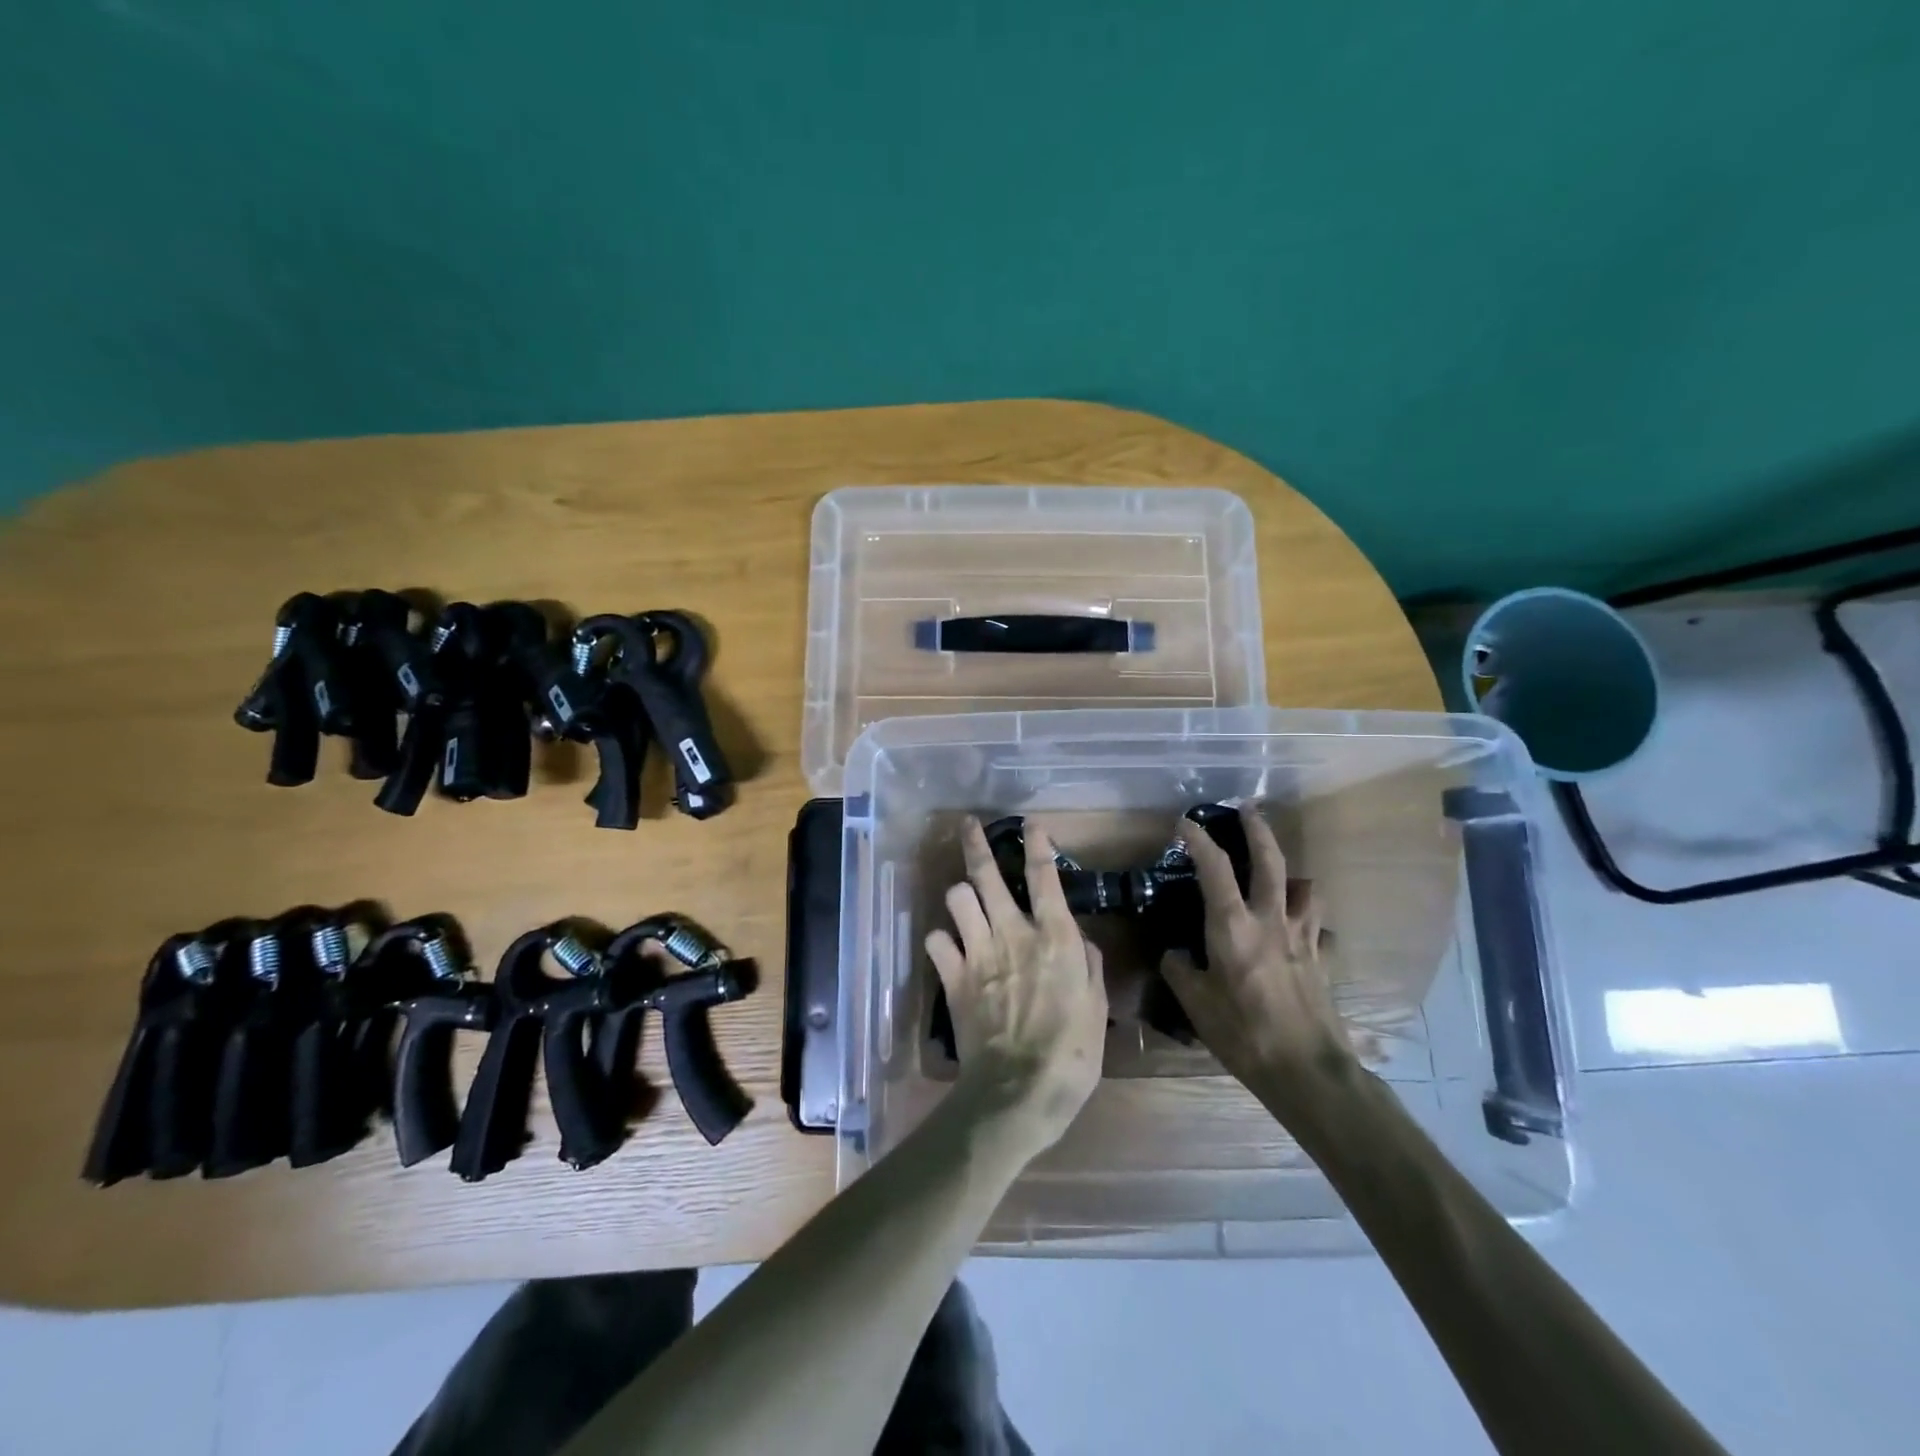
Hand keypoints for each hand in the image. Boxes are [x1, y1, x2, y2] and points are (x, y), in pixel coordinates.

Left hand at [925, 817, 1108, 1150]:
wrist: (1018, 1091)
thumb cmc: (1072, 1054)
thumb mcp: (1097, 1009)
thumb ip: (1090, 967)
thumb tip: (1083, 944)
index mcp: (1055, 937)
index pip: (1044, 877)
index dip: (1037, 845)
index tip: (1031, 824)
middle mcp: (1012, 933)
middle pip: (987, 875)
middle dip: (976, 844)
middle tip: (968, 824)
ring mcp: (978, 952)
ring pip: (958, 898)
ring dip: (961, 893)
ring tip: (965, 897)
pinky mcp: (953, 977)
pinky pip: (936, 940)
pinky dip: (941, 939)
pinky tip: (948, 946)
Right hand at [1160, 805, 1360, 1116]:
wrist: (1306, 1070)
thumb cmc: (1243, 1033)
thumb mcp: (1196, 1004)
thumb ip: (1181, 971)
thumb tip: (1175, 954)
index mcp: (1233, 926)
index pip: (1214, 869)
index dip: (1198, 840)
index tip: (1185, 823)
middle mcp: (1270, 920)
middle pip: (1270, 861)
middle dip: (1258, 829)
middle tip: (1248, 809)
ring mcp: (1303, 938)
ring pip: (1305, 889)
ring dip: (1292, 876)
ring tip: (1281, 879)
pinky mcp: (1323, 960)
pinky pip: (1320, 930)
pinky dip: (1310, 925)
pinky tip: (1301, 936)